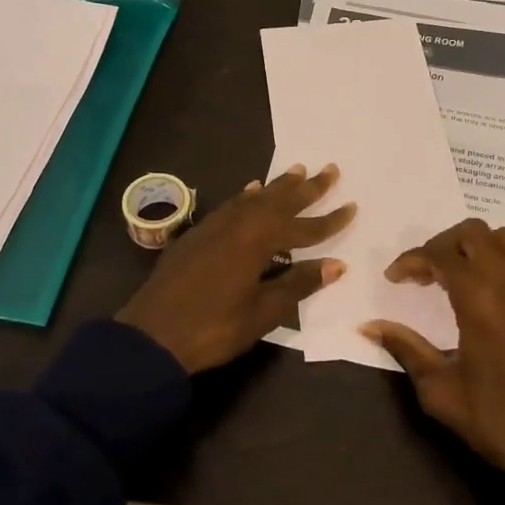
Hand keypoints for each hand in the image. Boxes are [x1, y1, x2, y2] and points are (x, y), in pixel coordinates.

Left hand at [117, 163, 355, 373]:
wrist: (152, 335)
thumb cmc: (214, 328)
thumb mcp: (262, 311)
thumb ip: (298, 284)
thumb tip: (336, 265)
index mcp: (257, 241)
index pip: (303, 229)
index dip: (329, 221)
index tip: (352, 207)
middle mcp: (238, 225)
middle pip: (279, 202)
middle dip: (307, 188)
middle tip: (330, 169)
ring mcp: (214, 227)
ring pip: (253, 199)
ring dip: (277, 186)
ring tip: (296, 170)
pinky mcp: (196, 235)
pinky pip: (230, 206)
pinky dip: (246, 197)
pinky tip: (250, 191)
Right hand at [361, 218, 504, 504]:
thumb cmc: (498, 419)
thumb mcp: (440, 390)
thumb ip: (405, 348)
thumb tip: (368, 326)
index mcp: (480, 297)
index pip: (439, 254)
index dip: (410, 260)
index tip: (394, 278)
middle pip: (473, 232)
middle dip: (442, 243)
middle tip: (424, 273)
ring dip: (476, 247)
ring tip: (458, 276)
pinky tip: (494, 295)